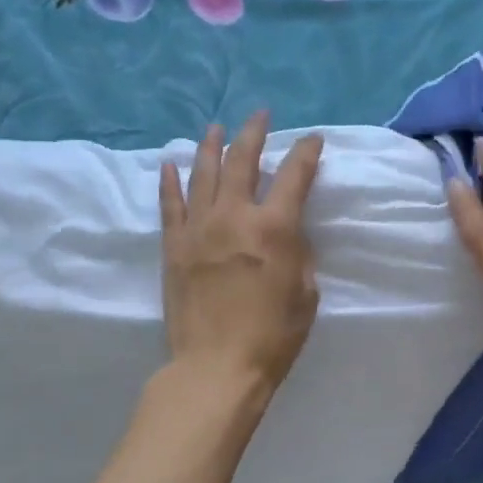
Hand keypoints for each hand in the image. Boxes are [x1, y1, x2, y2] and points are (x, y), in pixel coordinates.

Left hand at [159, 110, 322, 398]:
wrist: (216, 367)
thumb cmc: (273, 337)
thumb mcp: (305, 294)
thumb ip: (298, 255)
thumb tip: (287, 234)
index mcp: (274, 228)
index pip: (294, 175)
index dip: (306, 152)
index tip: (312, 139)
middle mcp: (234, 216)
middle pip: (242, 161)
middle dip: (253, 133)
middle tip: (260, 115)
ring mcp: (198, 229)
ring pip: (202, 174)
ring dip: (211, 146)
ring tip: (215, 128)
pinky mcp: (173, 246)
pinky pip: (170, 205)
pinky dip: (170, 181)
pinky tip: (170, 164)